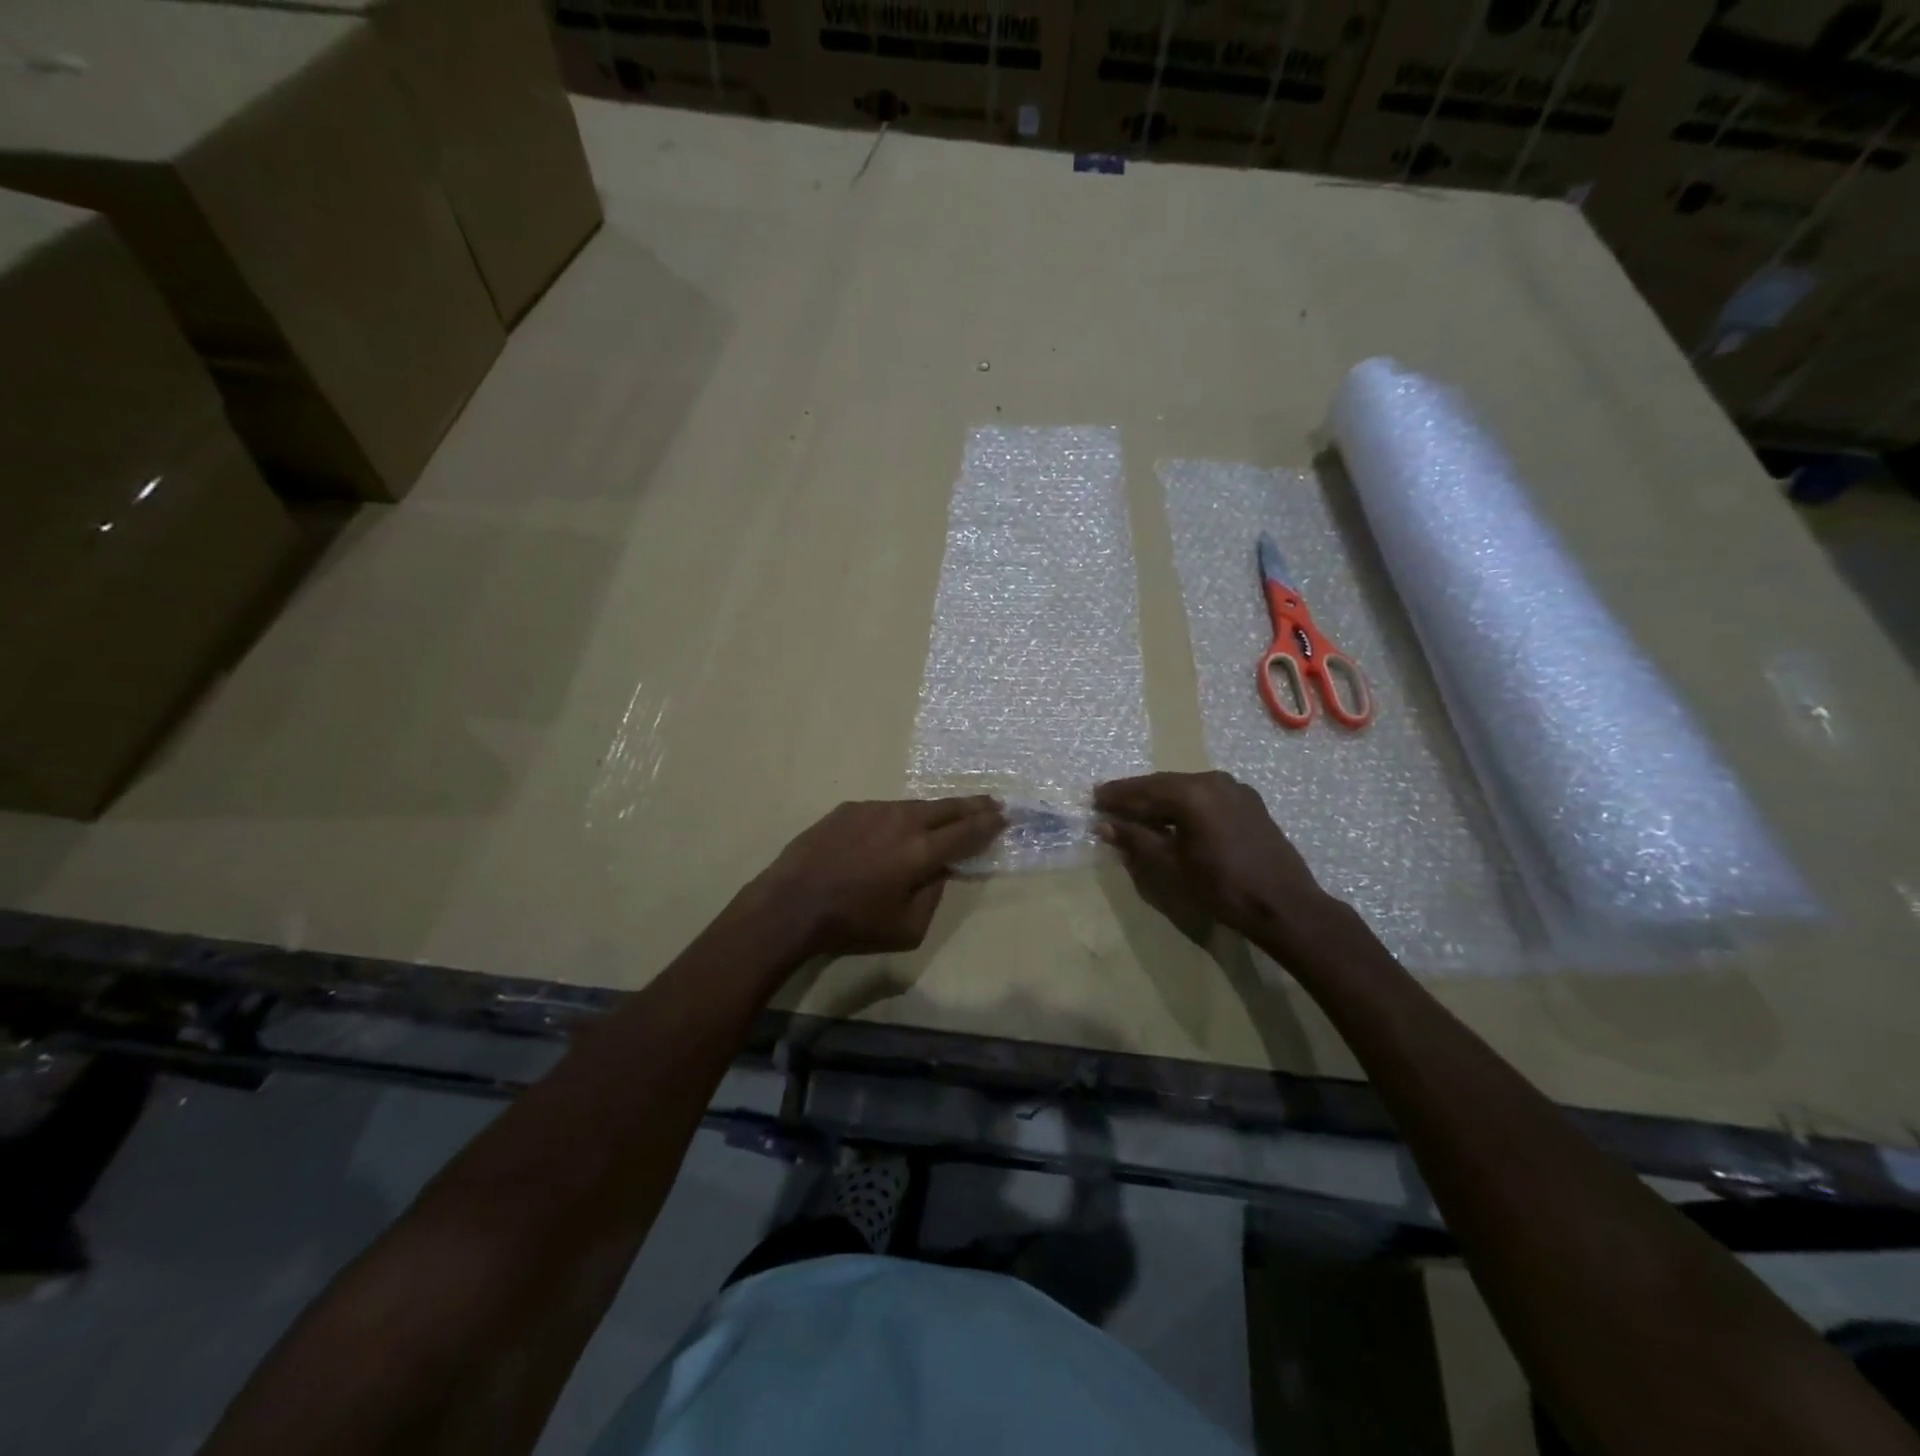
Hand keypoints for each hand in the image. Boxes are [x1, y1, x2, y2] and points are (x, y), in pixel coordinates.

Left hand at [753, 797, 1004, 957]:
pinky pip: (885, 810)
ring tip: (948, 813)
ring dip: (936, 810)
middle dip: (972, 805)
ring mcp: (874, 810)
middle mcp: (902, 822)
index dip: (988, 824)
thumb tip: (940, 871)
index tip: (1004, 816)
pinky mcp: (850, 809)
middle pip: (946, 808)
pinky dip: (900, 817)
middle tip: (991, 802)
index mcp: (921, 852)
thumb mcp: (907, 928)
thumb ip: (933, 895)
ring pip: (915, 806)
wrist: (791, 904)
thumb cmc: (852, 924)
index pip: (966, 832)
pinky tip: (897, 828)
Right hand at [1094, 771, 1335, 947]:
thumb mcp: (1171, 866)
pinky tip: (1172, 817)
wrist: (1284, 905)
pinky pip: (1205, 795)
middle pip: (1163, 784)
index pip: (1143, 790)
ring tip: (1136, 810)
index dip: (1115, 796)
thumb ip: (1136, 840)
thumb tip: (1105, 825)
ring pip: (1185, 788)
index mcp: (1192, 793)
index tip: (1093, 799)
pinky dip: (1183, 803)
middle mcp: (1213, 780)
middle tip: (1108, 801)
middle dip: (1135, 794)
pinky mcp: (1248, 802)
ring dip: (1159, 798)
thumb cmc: (1222, 887)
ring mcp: (1235, 789)